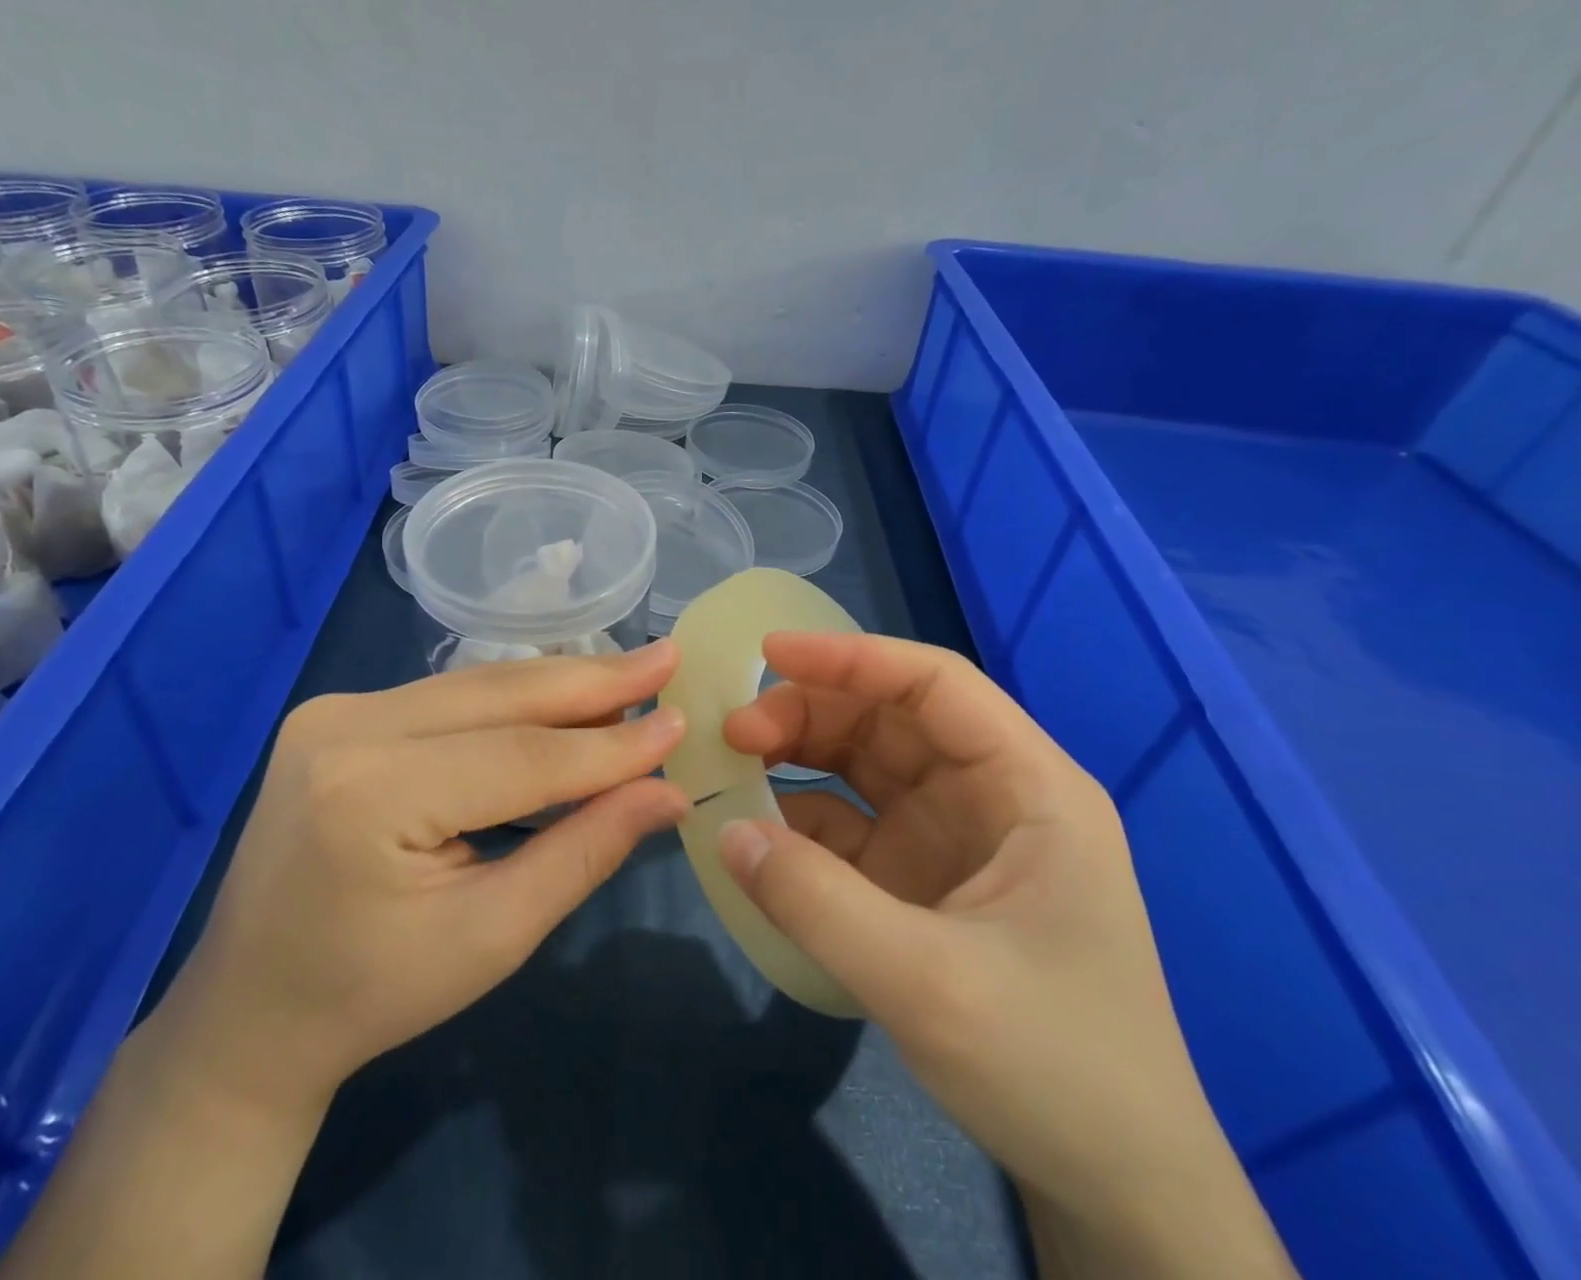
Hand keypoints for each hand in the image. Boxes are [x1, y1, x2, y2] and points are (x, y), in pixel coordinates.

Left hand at [182, 640, 689, 1108]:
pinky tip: (561, 699)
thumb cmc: (373, 994)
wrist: (249, 1011)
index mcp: (372, 795)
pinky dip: (511, 701)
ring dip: (555, 686)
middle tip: (665, 659)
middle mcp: (347, 728)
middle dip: (591, 681)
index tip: (679, 721)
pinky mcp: (337, 713)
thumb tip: (667, 793)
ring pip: (475, 686)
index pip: (521, 756)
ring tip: (629, 677)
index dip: (609, 744)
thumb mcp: (492, 936)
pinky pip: (447, 697)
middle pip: (497, 696)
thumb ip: (583, 852)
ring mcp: (334, 711)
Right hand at [716, 632, 1295, 1278]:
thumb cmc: (1055, 1069)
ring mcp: (954, 838)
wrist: (1116, 1188)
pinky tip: (758, 830)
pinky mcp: (922, 880)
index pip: (936, 685)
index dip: (851, 658)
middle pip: (890, 719)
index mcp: (1028, 787)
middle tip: (734, 732)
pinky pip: (851, 825)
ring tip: (734, 766)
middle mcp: (991, 796)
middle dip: (810, 712)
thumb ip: (816, 901)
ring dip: (799, 755)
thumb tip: (725, 830)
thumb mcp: (927, 984)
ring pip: (865, 764)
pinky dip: (801, 818)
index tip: (768, 654)